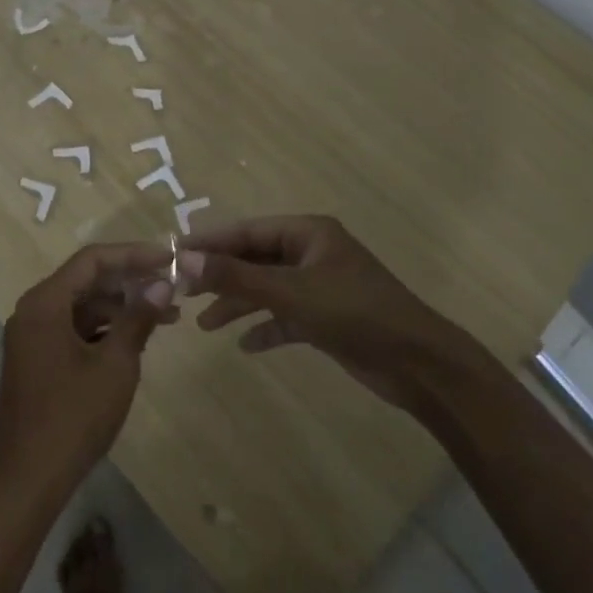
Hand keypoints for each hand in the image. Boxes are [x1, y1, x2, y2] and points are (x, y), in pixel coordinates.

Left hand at [0, 242, 175, 514]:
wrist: (26, 483)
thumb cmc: (72, 418)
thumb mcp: (115, 365)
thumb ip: (139, 318)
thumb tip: (162, 283)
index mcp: (44, 303)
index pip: (93, 260)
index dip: (134, 254)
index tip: (170, 258)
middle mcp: (33, 311)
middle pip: (87, 280)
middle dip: (131, 281)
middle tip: (173, 285)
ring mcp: (33, 338)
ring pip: (83, 306)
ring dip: (122, 307)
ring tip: (167, 316)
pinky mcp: (38, 361)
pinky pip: (75, 330)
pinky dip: (105, 330)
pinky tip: (137, 340)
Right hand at [179, 215, 453, 404]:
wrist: (417, 362)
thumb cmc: (354, 313)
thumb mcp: (291, 292)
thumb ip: (238, 276)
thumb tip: (187, 259)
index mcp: (308, 233)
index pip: (248, 231)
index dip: (211, 242)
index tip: (175, 254)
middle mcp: (311, 253)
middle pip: (255, 259)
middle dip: (221, 276)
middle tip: (182, 292)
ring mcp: (319, 286)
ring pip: (268, 288)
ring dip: (239, 304)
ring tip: (204, 324)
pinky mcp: (326, 318)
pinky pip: (286, 317)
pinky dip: (266, 327)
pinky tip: (245, 345)